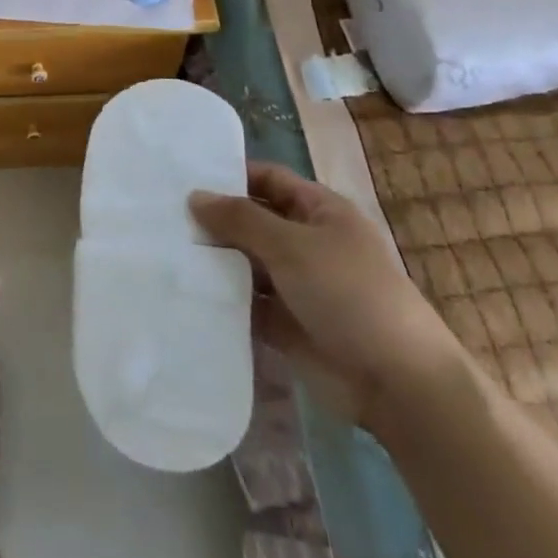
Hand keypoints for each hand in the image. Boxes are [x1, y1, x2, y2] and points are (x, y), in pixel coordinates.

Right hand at [190, 162, 467, 435]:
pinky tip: (183, 291)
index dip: (231, 175)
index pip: (268, 179)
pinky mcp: (285, 322)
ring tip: (163, 251)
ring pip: (245, 262)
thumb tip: (194, 196)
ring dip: (214, 260)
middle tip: (160, 215)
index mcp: (319, 211)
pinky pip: (246, 302)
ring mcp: (296, 284)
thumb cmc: (349, 294)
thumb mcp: (292, 245)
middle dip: (214, 220)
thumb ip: (241, 219)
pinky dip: (221, 298)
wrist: (397, 383)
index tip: (183, 177)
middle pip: (253, 220)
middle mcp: (306, 242)